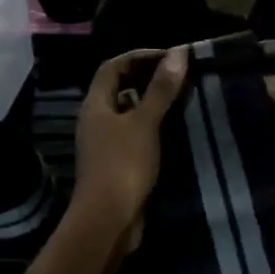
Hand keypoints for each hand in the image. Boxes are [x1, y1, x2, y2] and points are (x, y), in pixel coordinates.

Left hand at [69, 47, 189, 251]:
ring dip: (150, 103)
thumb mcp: (145, 123)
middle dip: (146, 78)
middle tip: (177, 76)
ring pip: (126, 113)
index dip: (139, 56)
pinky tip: (172, 131)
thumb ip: (161, 89)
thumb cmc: (123, 165)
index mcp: (95, 105)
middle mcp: (94, 120)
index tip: (169, 56)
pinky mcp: (114, 164)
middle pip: (117, 88)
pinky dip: (150, 127)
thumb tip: (178, 52)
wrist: (107, 221)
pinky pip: (132, 135)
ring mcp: (103, 144)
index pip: (112, 67)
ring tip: (180, 99)